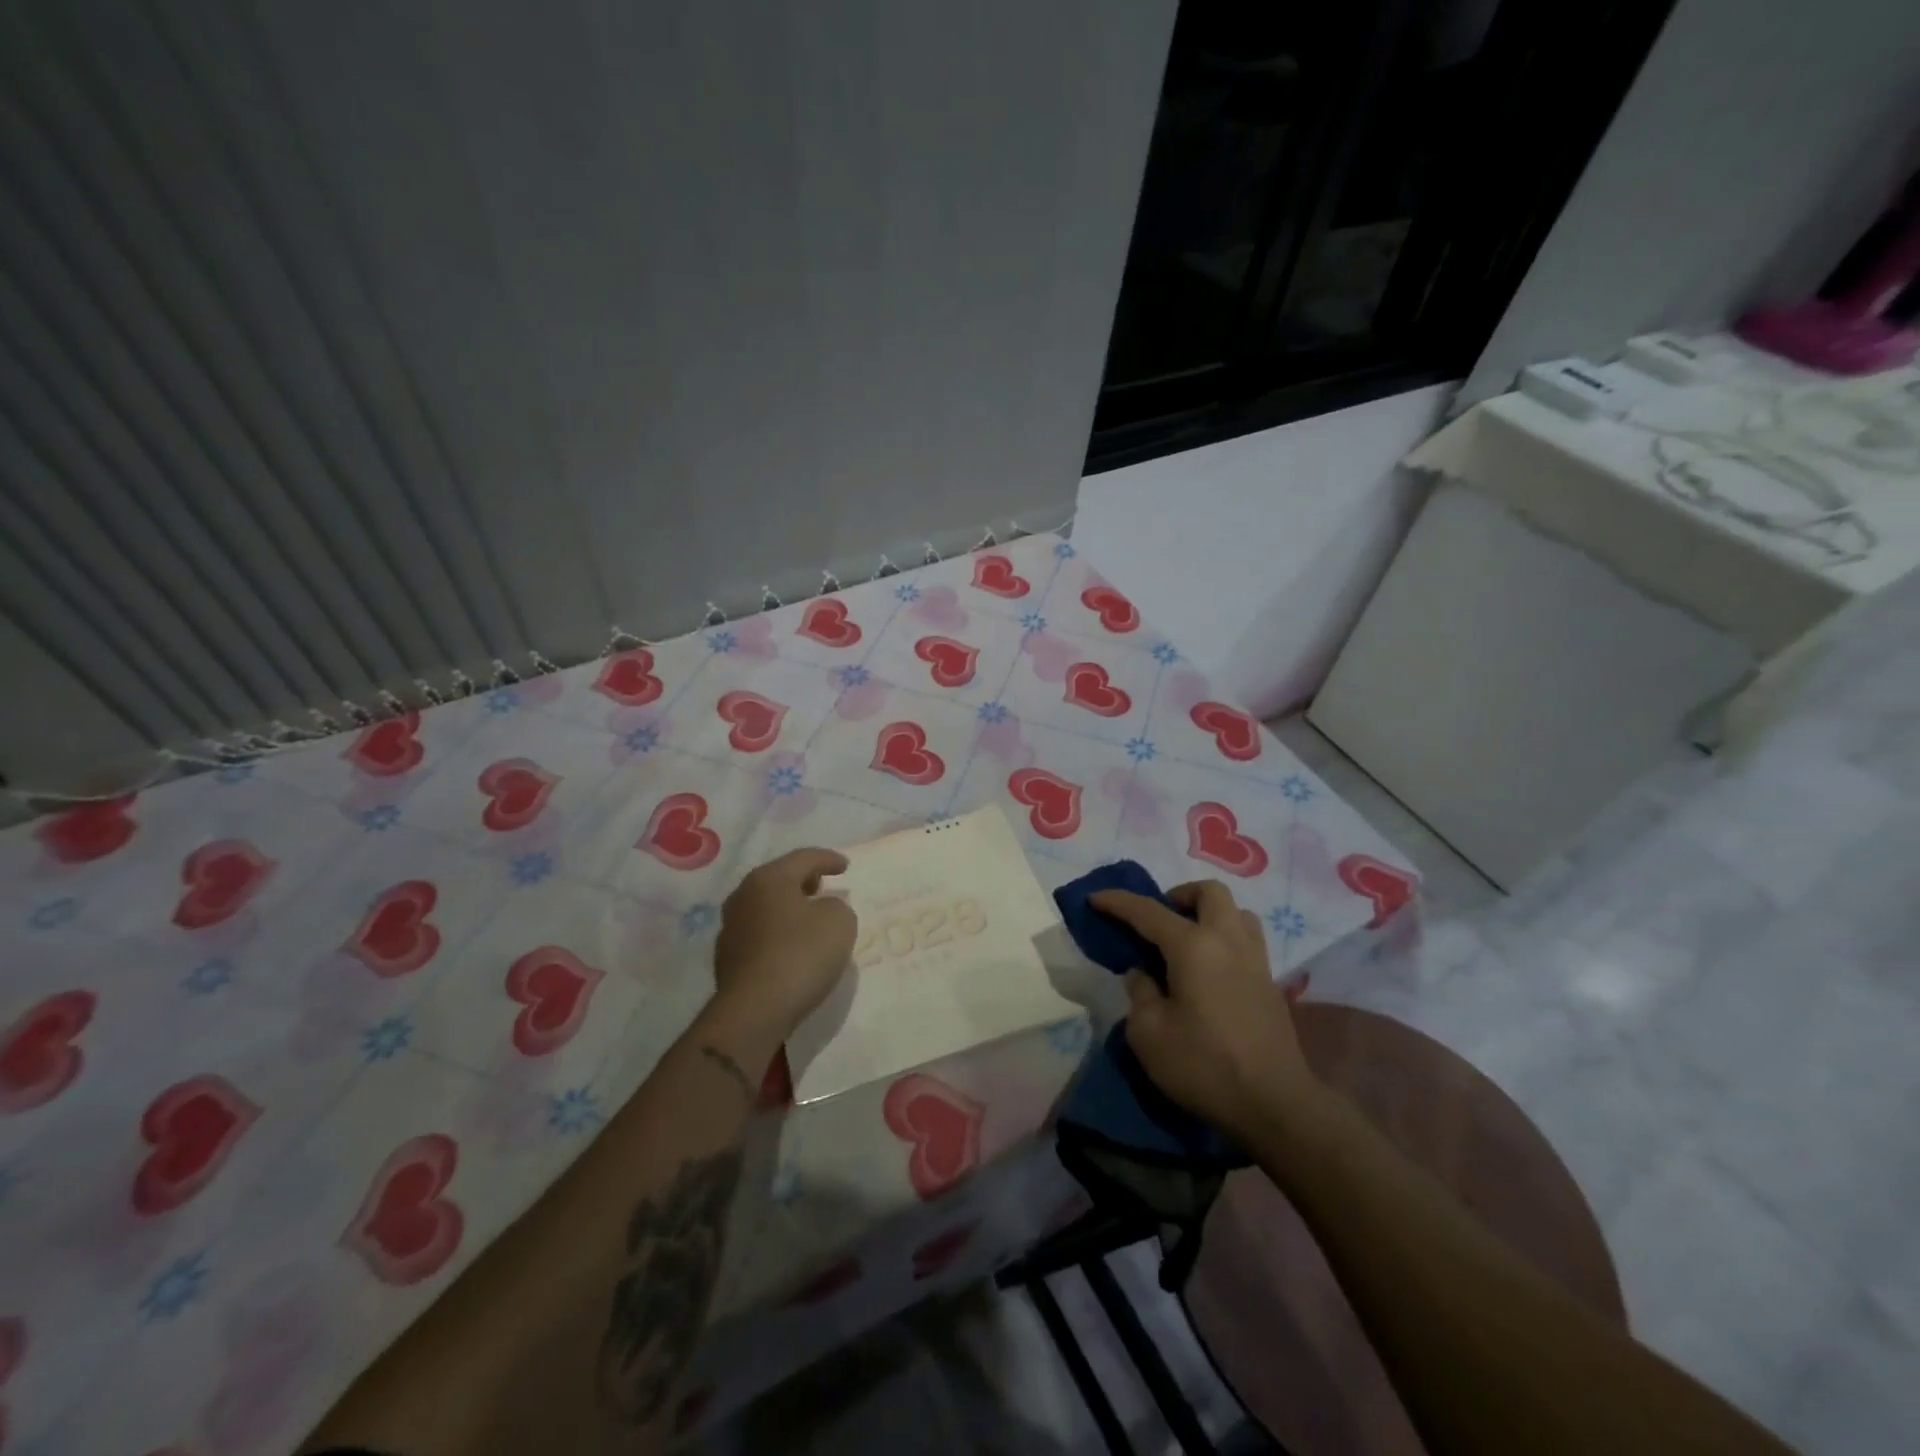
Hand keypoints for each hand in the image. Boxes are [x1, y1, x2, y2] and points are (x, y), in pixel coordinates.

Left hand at [713, 847, 856, 1037]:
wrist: (754, 1011)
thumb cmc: (800, 955)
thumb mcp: (839, 922)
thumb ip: (836, 906)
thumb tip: (822, 910)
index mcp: (768, 879)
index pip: (803, 858)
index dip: (828, 859)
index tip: (845, 867)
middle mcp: (743, 896)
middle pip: (779, 879)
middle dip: (803, 880)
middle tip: (823, 886)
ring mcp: (731, 928)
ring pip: (766, 906)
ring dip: (788, 907)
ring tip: (809, 917)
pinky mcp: (728, 958)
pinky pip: (760, 933)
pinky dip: (778, 932)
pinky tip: (792, 946)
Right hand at [1091, 880, 1319, 1141]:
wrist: (1275, 1105)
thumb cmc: (1204, 1065)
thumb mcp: (1148, 1034)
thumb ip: (1140, 994)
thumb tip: (1143, 975)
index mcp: (1193, 946)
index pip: (1148, 911)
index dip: (1117, 902)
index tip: (1095, 898)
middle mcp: (1228, 941)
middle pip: (1209, 892)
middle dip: (1178, 895)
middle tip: (1157, 921)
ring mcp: (1256, 960)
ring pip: (1236, 912)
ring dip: (1208, 914)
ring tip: (1187, 941)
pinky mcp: (1270, 984)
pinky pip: (1246, 940)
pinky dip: (1224, 940)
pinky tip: (1209, 971)